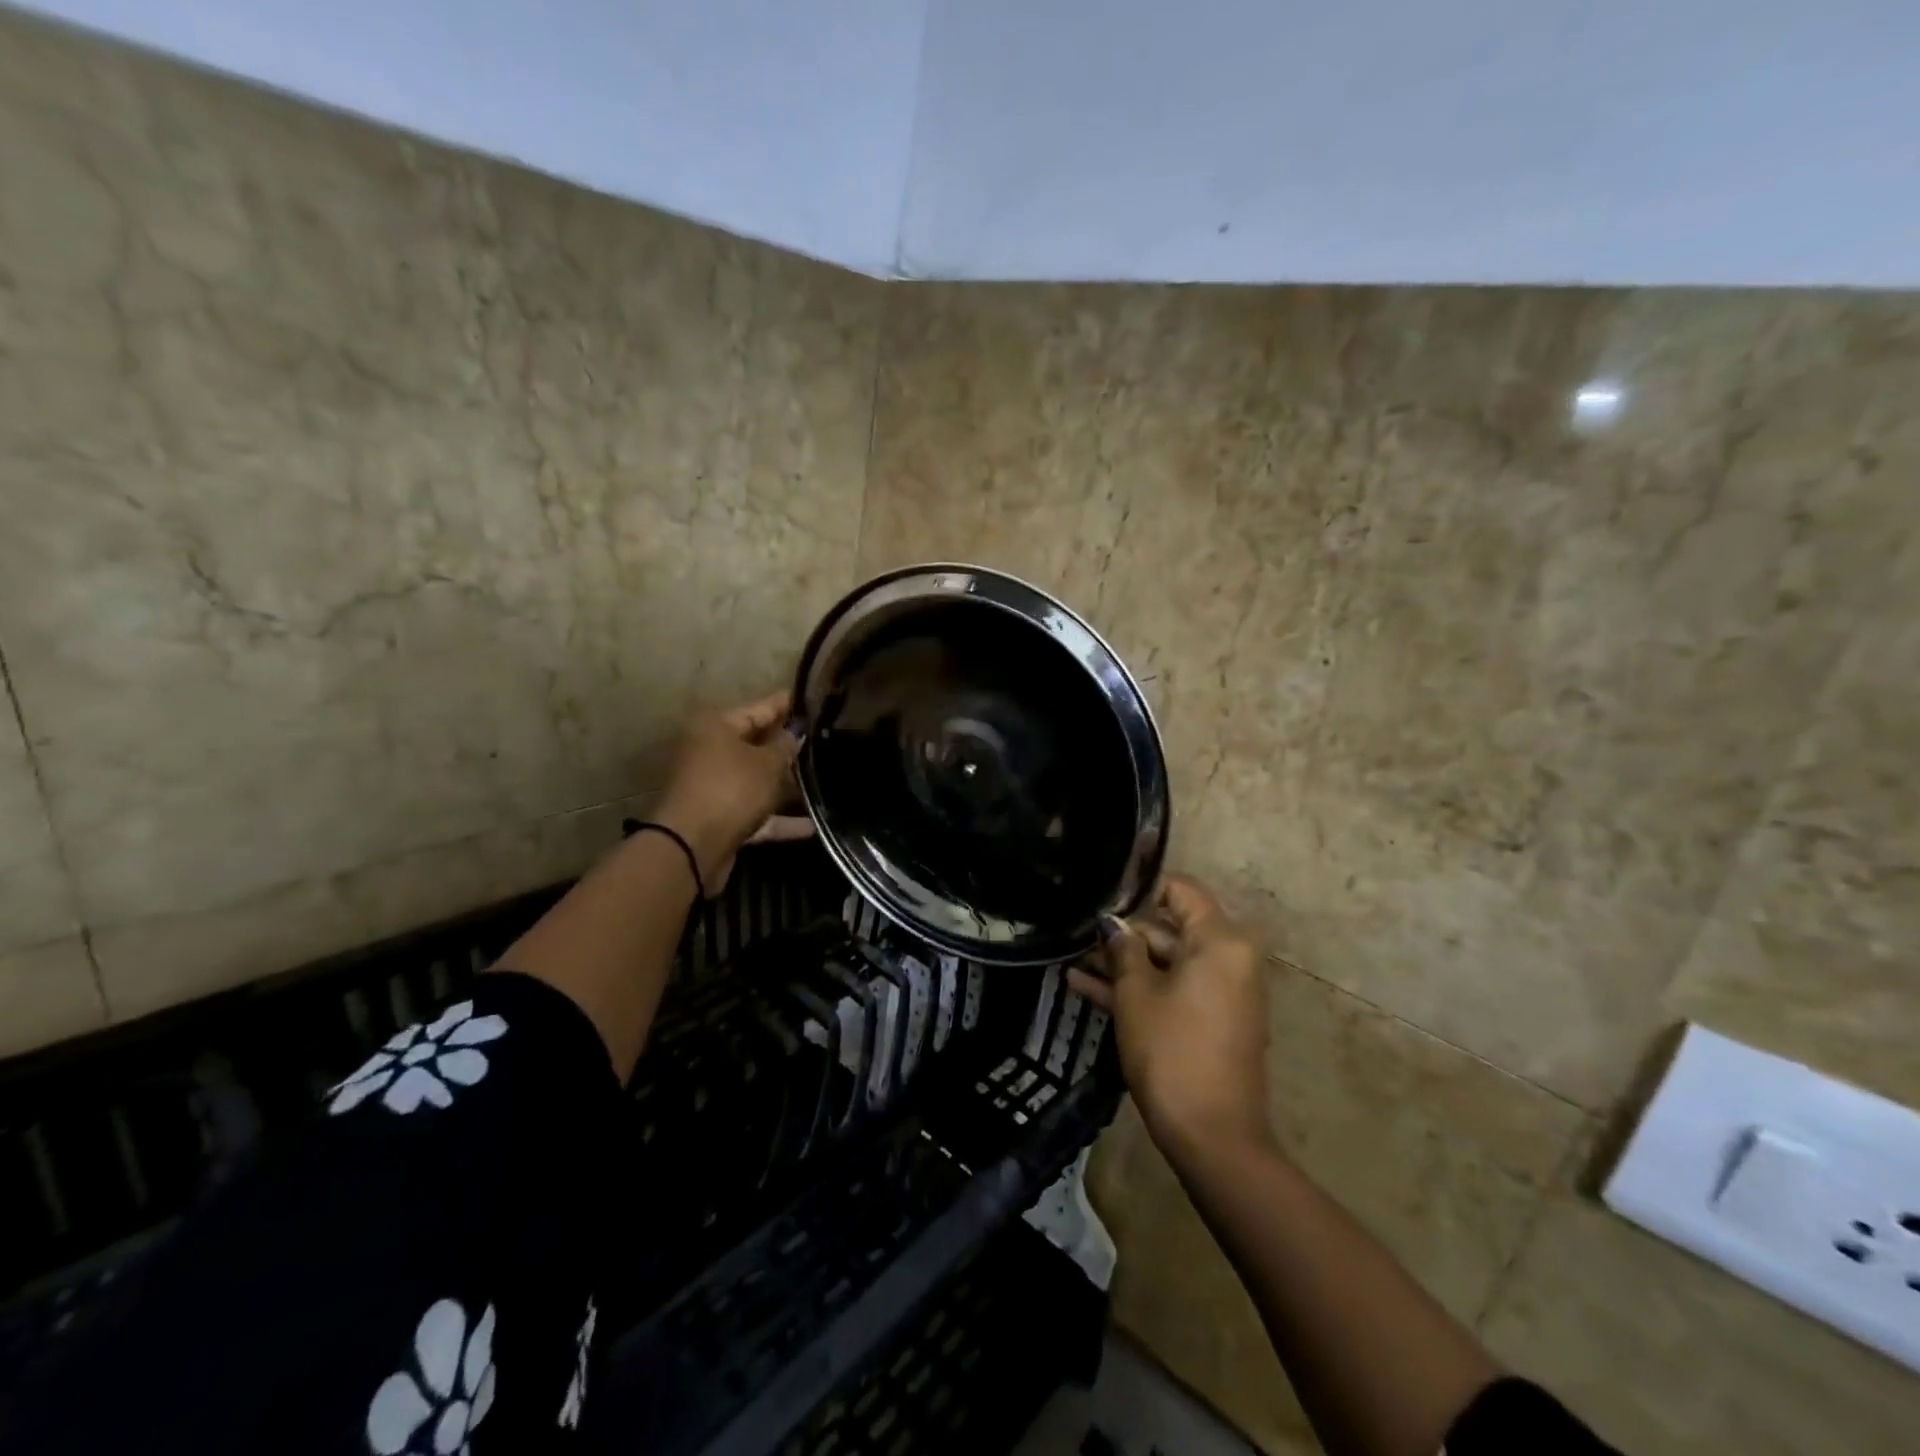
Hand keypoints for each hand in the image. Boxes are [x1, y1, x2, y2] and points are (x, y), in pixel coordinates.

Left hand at [656, 690, 812, 894]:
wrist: (692, 847)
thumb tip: (795, 733)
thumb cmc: (731, 790)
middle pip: (755, 745)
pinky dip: (779, 819)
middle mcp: (710, 751)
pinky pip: (755, 812)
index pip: (758, 709)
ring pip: (756, 780)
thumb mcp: (767, 764)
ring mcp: (713, 786)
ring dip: (786, 785)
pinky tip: (812, 825)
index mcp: (716, 727)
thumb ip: (786, 746)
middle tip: (821, 740)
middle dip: (787, 747)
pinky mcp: (719, 817)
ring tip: (823, 780)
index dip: (785, 705)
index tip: (809, 699)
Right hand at [1069, 875, 1271, 1156]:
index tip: (1101, 896)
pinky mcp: (1212, 1020)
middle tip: (1076, 933)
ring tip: (1071, 959)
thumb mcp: (1136, 994)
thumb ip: (1122, 949)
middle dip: (1123, 933)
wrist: (1213, 1137)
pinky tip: (1084, 988)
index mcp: (1220, 940)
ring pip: (1167, 962)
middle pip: (1171, 927)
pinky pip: (1173, 989)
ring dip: (1123, 963)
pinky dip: (1139, 989)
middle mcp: (1229, 957)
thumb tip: (1112, 923)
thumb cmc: (1172, 1052)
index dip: (1138, 889)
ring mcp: (1222, 991)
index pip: (1180, 889)